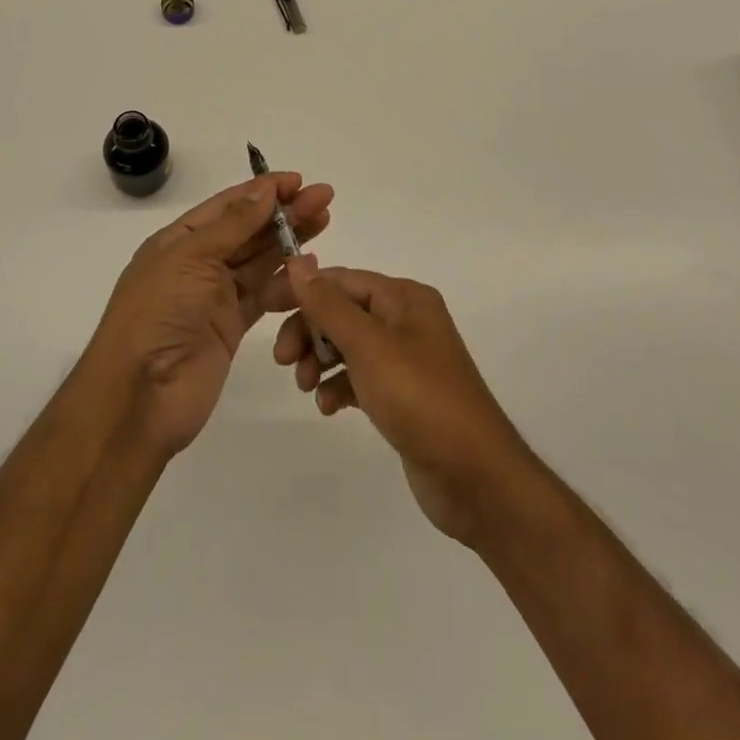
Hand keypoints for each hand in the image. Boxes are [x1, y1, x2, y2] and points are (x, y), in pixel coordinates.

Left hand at [87, 174, 333, 458]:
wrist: (141, 394)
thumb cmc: (158, 312)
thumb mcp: (191, 257)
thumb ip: (233, 225)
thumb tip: (264, 189)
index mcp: (178, 240)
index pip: (227, 206)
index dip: (262, 191)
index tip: (298, 180)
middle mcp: (197, 263)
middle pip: (247, 230)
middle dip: (284, 212)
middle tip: (324, 197)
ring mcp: (214, 296)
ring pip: (259, 260)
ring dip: (289, 241)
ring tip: (324, 222)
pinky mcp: (231, 327)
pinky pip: (264, 295)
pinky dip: (286, 282)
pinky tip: (309, 268)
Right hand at [275, 262, 540, 545]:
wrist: (475, 478)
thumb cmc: (420, 398)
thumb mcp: (369, 346)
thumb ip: (329, 304)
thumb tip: (297, 262)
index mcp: (404, 298)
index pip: (341, 279)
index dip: (302, 290)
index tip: (264, 307)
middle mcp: (406, 320)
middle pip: (342, 311)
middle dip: (310, 331)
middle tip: (284, 361)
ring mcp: (406, 359)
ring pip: (347, 345)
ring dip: (320, 360)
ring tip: (305, 387)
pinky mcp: (403, 394)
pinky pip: (360, 377)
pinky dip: (339, 386)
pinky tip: (328, 407)